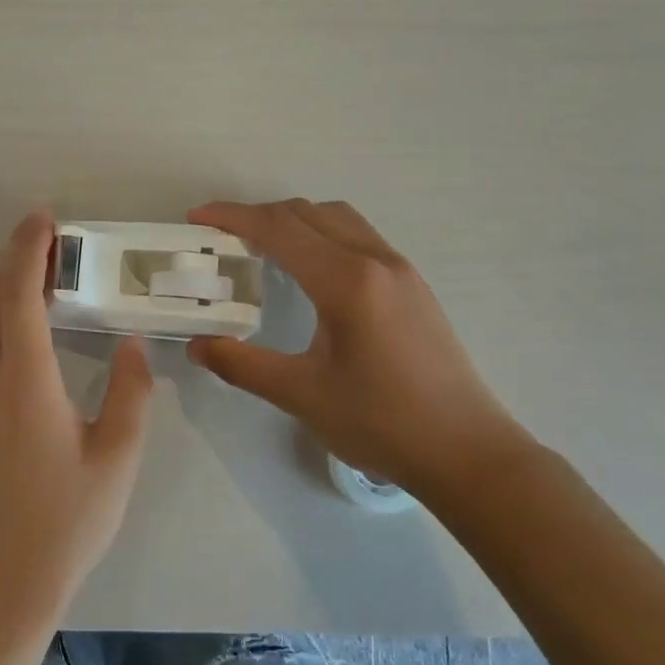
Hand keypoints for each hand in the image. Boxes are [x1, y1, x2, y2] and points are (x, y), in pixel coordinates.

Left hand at [0, 211, 153, 615]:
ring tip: (27, 266)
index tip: (45, 219)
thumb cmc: (70, 517)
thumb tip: (131, 342)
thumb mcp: (118, 456)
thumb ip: (130, 392)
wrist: (7, 574)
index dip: (29, 252)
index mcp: (25, 381)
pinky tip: (4, 315)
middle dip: (13, 256)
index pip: (20, 297)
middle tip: (44, 233)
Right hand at [187, 199, 529, 499]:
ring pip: (337, 218)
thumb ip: (242, 365)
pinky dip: (322, 234)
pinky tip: (310, 271)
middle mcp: (375, 260)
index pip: (279, 229)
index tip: (197, 218)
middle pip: (307, 213)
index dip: (233, 217)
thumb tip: (198, 345)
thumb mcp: (301, 395)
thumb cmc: (382, 423)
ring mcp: (400, 269)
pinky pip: (358, 236)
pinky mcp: (413, 285)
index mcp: (347, 281)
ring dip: (294, 220)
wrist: (467, 452)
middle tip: (221, 236)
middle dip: (258, 215)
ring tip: (262, 247)